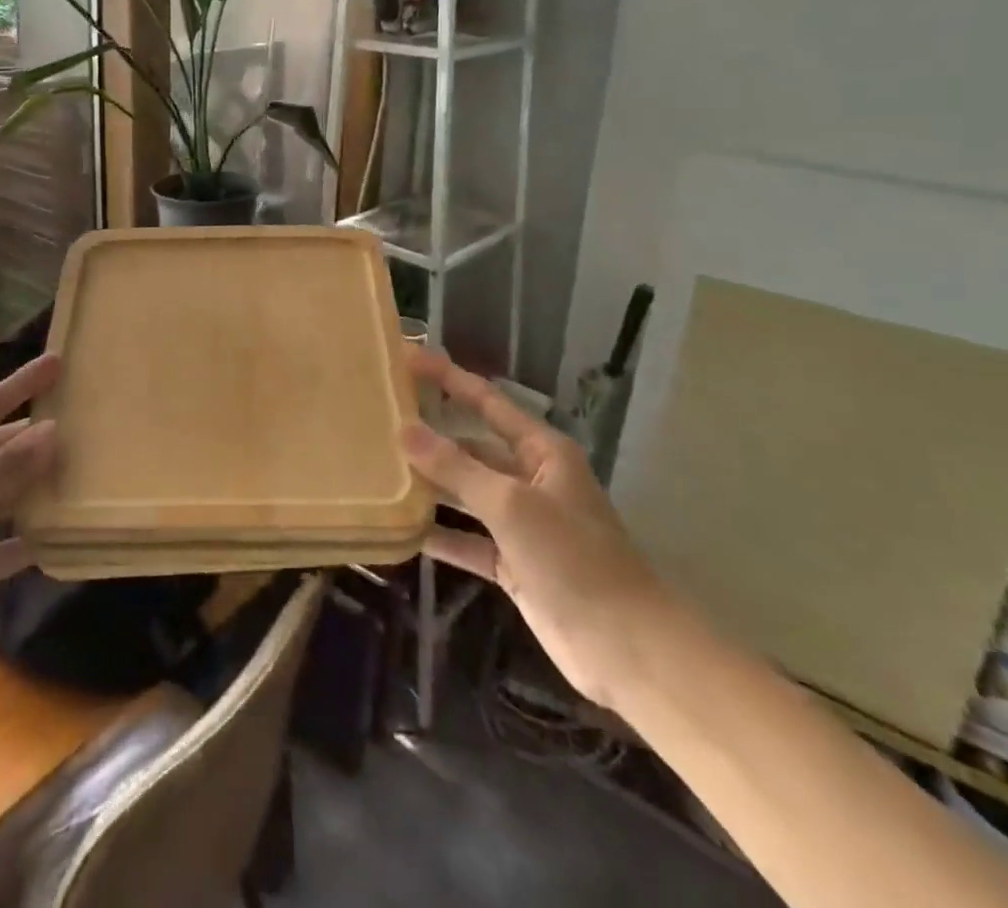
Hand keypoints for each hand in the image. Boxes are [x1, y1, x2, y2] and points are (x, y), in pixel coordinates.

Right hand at [402, 349, 673, 710]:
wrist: (626, 649)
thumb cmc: (574, 559)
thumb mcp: (511, 505)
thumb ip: (456, 468)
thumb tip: (405, 430)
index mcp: (541, 451)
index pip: (487, 402)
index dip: (449, 378)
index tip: (408, 358)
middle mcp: (531, 479)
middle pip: (472, 447)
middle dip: (431, 436)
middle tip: (381, 421)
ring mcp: (522, 524)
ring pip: (467, 494)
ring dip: (431, 487)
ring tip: (381, 471)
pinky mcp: (514, 564)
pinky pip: (468, 540)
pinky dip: (441, 537)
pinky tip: (402, 531)